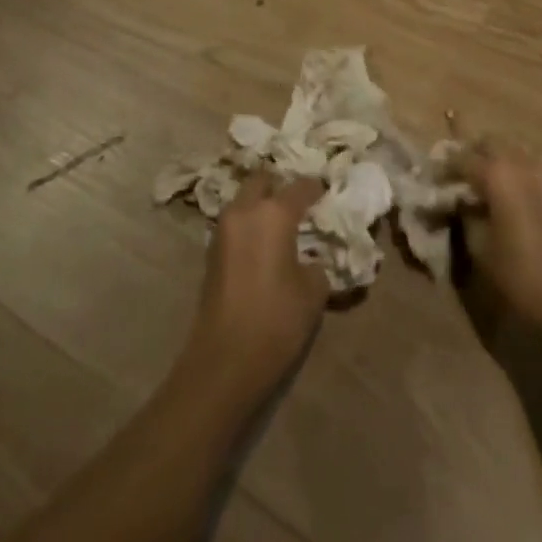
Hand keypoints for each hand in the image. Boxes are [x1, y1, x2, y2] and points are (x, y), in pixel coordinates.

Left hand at [188, 173, 329, 398]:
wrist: (225, 360)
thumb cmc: (277, 319)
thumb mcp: (314, 290)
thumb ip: (318, 263)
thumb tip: (313, 258)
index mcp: (273, 213)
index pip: (301, 187)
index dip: (317, 188)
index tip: (329, 194)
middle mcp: (244, 211)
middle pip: (262, 181)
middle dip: (280, 187)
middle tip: (300, 203)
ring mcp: (222, 230)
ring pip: (244, 201)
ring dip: (261, 205)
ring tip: (284, 224)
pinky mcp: (211, 253)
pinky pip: (235, 224)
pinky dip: (250, 225)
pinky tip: (266, 244)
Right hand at [461, 142, 541, 335]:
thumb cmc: (517, 273)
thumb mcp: (478, 245)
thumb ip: (464, 214)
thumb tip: (458, 200)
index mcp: (497, 173)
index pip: (461, 157)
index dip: (444, 167)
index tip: (433, 180)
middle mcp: (522, 163)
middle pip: (490, 142)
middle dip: (471, 153)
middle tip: (457, 175)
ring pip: (513, 150)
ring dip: (495, 159)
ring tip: (481, 183)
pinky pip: (530, 166)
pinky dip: (515, 171)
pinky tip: (507, 194)